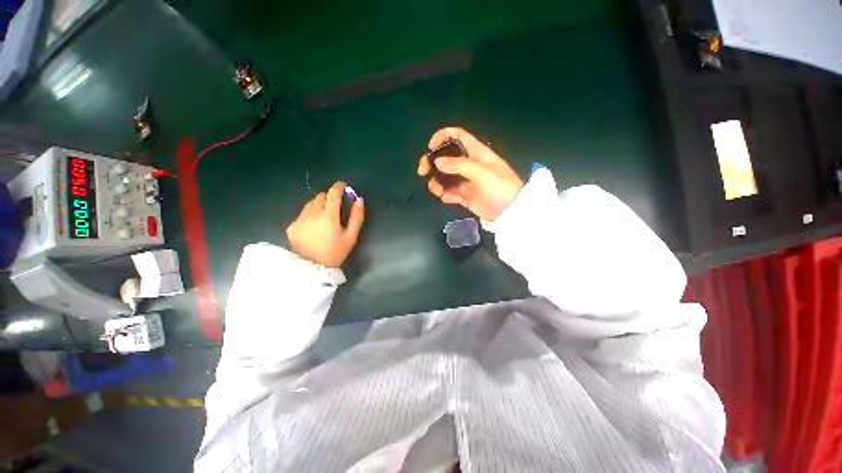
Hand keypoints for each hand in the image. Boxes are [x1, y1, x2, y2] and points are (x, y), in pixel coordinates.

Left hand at [286, 181, 364, 267]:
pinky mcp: (291, 226)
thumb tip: (359, 200)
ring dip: (318, 205)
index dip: (339, 186)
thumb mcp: (351, 237)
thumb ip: (357, 217)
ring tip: (324, 217)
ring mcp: (299, 219)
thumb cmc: (335, 253)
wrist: (312, 269)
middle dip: (329, 197)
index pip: (333, 193)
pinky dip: (309, 215)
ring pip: (310, 204)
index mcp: (329, 215)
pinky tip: (313, 227)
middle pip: (320, 196)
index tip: (343, 186)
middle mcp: (312, 213)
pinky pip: (302, 214)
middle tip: (335, 206)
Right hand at [418, 127, 523, 221]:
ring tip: (437, 190)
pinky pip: (449, 192)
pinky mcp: (464, 195)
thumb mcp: (482, 172)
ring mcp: (465, 180)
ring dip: (436, 181)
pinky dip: (445, 194)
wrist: (510, 212)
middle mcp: (468, 164)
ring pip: (444, 176)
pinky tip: (448, 198)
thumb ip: (458, 165)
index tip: (430, 148)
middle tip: (422, 171)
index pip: (456, 136)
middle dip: (432, 162)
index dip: (442, 137)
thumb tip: (437, 162)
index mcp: (475, 152)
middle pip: (445, 157)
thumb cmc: (500, 186)